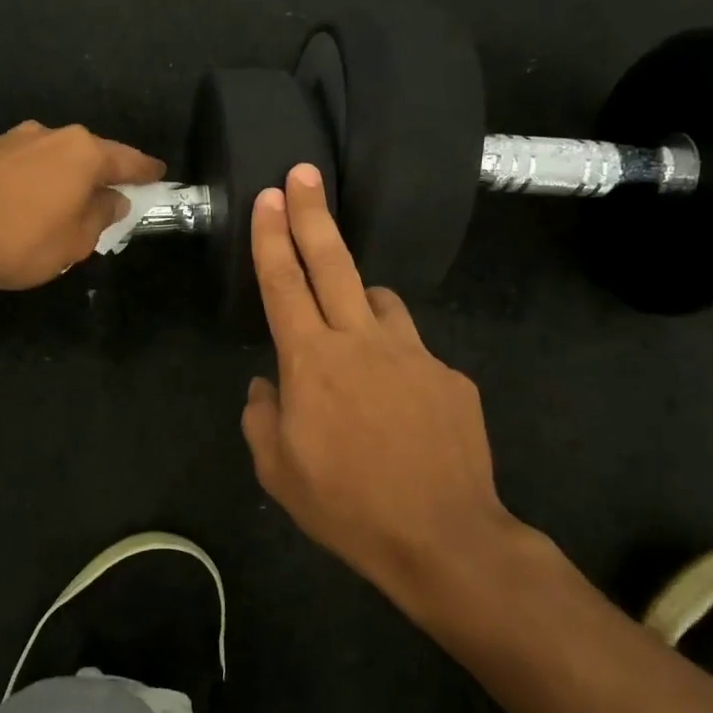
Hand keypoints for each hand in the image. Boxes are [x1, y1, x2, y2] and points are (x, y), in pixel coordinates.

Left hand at [0, 121, 163, 294]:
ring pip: (43, 158)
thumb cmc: (20, 241)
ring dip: (54, 177)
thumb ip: (101, 215)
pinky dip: (20, 182)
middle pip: (83, 153)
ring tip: (53, 205)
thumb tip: (113, 198)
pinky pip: (10, 167)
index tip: (158, 174)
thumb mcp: (75, 242)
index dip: (144, 171)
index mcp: (79, 152)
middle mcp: (44, 135)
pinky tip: (10, 206)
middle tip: (105, 196)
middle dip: (95, 173)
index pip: (125, 159)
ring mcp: (4, 140)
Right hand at [241, 164, 521, 613]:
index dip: (272, 237)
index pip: (283, 283)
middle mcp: (362, 342)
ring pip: (379, 300)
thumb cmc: (346, 506)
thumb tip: (267, 385)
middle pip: (333, 263)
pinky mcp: (451, 376)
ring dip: (357, 299)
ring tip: (349, 331)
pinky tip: (398, 408)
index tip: (269, 195)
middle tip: (303, 174)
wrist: (443, 538)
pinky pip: (413, 352)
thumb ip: (262, 416)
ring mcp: (414, 354)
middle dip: (312, 214)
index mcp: (312, 362)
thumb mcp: (277, 470)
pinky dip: (394, 361)